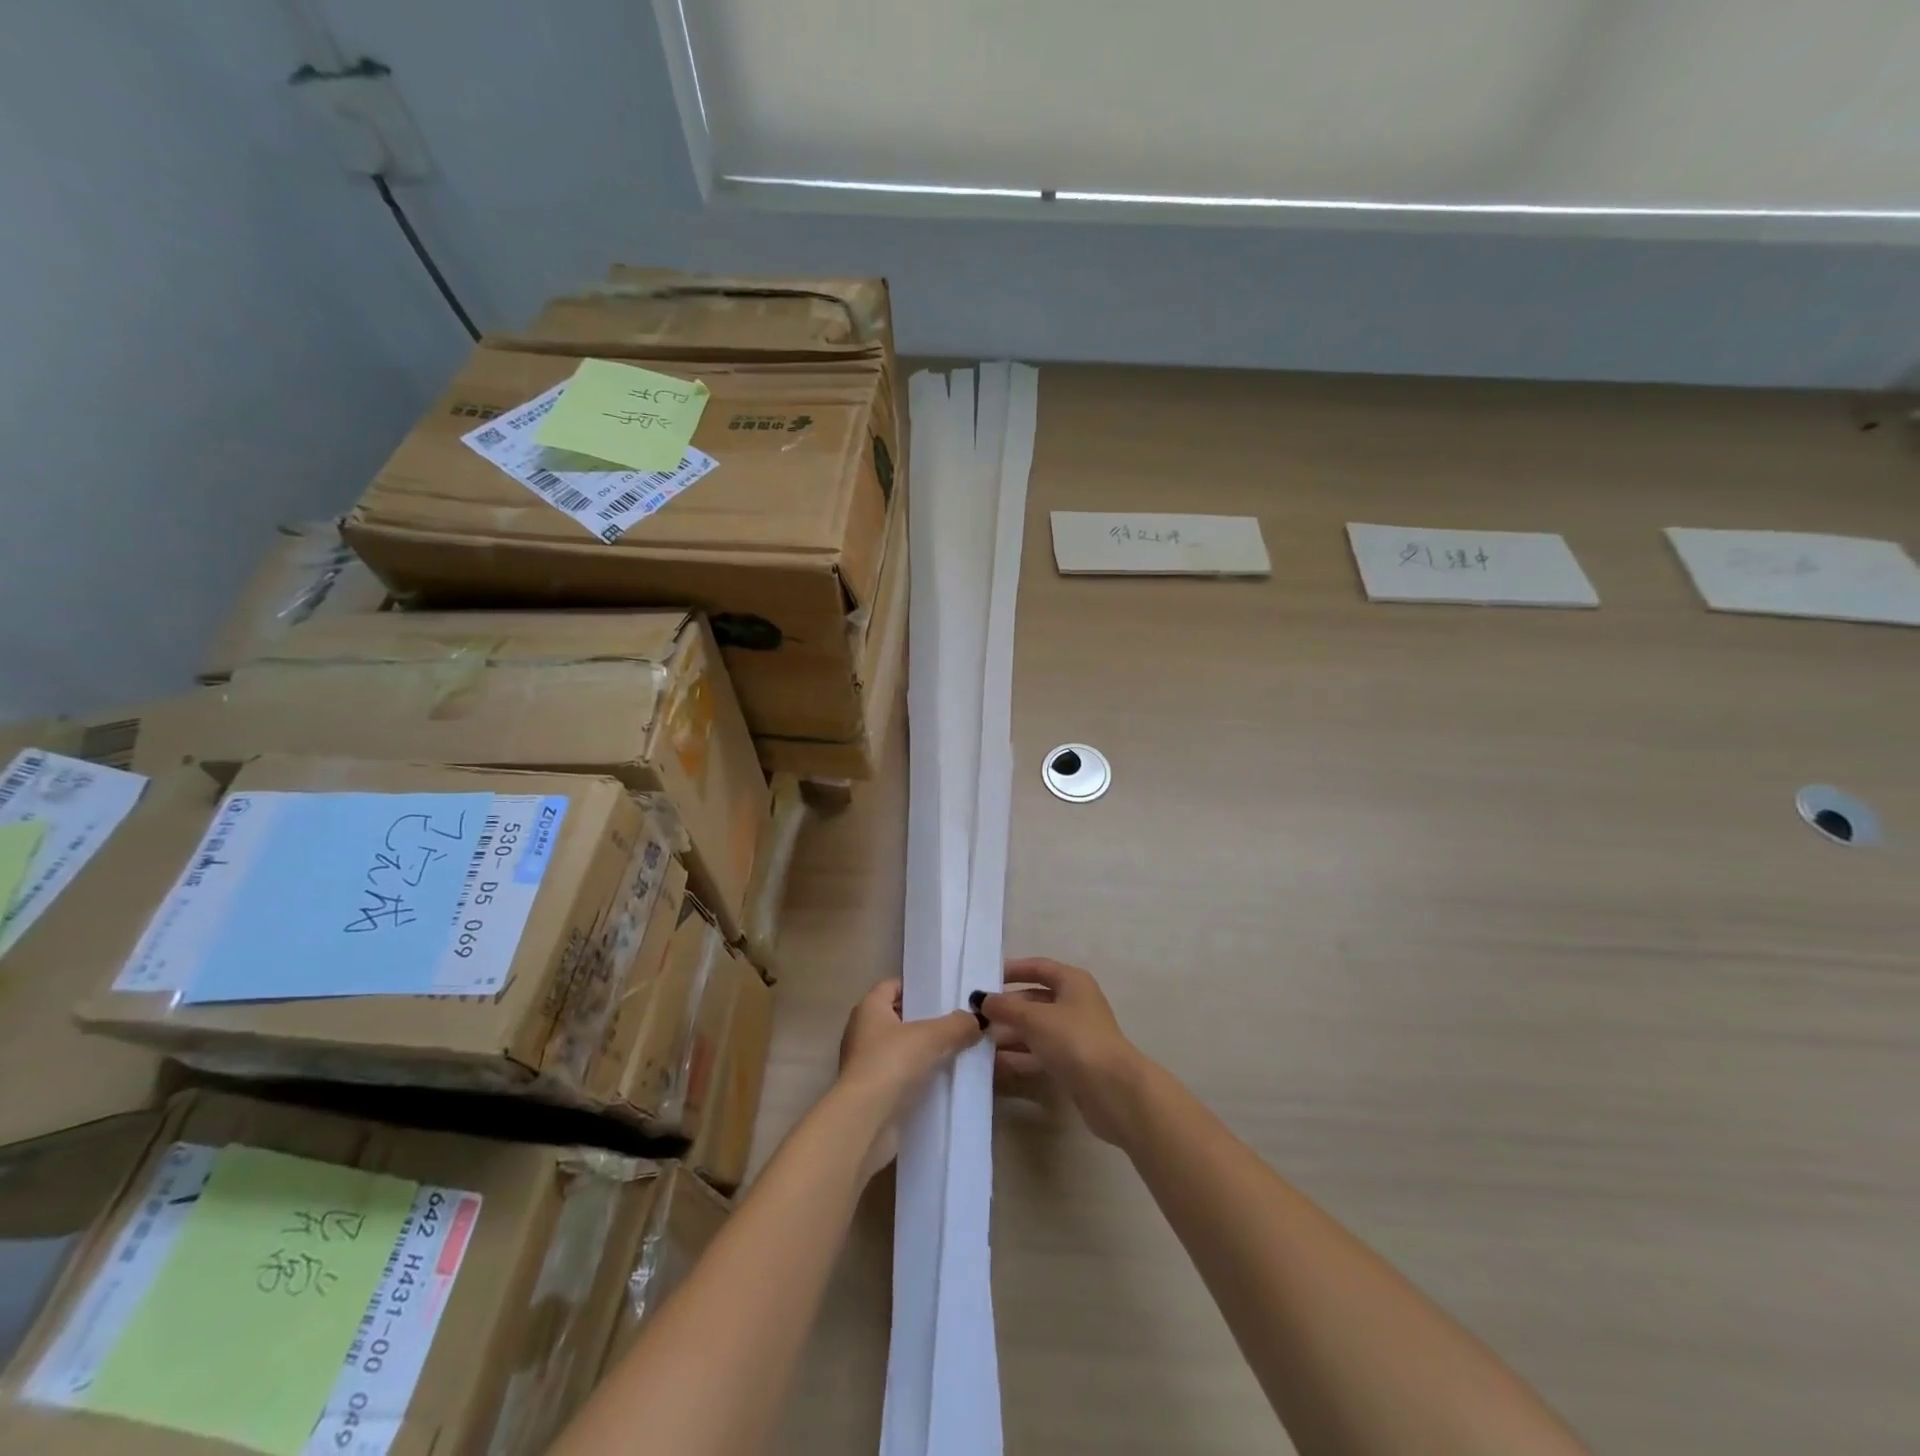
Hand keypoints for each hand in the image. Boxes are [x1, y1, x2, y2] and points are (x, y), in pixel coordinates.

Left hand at [837, 979, 981, 1175]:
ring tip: (956, 1052)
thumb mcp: (932, 1037)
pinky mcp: (871, 1094)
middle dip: (925, 1021)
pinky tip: (943, 1081)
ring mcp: (864, 1065)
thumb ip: (957, 1024)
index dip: (916, 987)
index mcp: (869, 1008)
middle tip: (957, 1023)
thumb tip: (978, 1020)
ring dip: (923, 1052)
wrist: (865, 1122)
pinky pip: (899, 1077)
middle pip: (897, 1018)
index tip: (943, 994)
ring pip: (900, 1050)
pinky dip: (917, 1078)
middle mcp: (861, 1032)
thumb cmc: (891, 1063)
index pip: (892, 986)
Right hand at [977, 958, 1151, 1146]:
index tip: (985, 978)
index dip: (1013, 970)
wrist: (1113, 1091)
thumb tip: (981, 999)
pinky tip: (993, 1065)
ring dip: (1009, 1035)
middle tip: (975, 1017)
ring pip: (1035, 1030)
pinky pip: (1039, 1054)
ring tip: (977, 1042)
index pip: (1039, 967)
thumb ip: (1006, 1007)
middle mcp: (1074, 1005)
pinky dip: (1018, 1057)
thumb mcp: (1035, 1018)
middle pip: (1034, 1000)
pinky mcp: (1072, 1065)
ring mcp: (1074, 1036)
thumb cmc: (1074, 1040)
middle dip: (1006, 1008)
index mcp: (1072, 982)